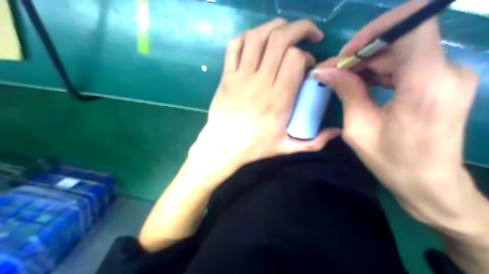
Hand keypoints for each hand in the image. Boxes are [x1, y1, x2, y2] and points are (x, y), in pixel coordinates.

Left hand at [189, 18, 340, 186]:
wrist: (223, 147)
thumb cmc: (255, 147)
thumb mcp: (287, 148)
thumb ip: (314, 142)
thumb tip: (337, 132)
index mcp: (279, 99)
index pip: (295, 59)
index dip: (306, 55)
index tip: (308, 65)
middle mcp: (260, 83)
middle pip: (279, 40)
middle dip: (299, 28)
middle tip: (310, 34)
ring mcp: (240, 77)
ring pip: (257, 38)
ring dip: (275, 26)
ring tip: (286, 30)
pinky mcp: (226, 76)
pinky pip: (234, 46)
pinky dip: (247, 36)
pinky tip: (257, 39)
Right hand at [313, 1, 483, 229]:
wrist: (431, 184)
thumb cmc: (393, 162)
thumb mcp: (360, 129)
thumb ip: (346, 92)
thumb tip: (324, 70)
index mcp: (425, 85)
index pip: (413, 25)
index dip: (376, 29)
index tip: (348, 53)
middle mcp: (447, 72)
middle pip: (401, 40)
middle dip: (363, 52)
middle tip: (335, 71)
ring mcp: (451, 74)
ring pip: (404, 50)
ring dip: (371, 61)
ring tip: (345, 79)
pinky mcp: (446, 80)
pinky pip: (411, 62)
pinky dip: (385, 68)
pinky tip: (365, 83)